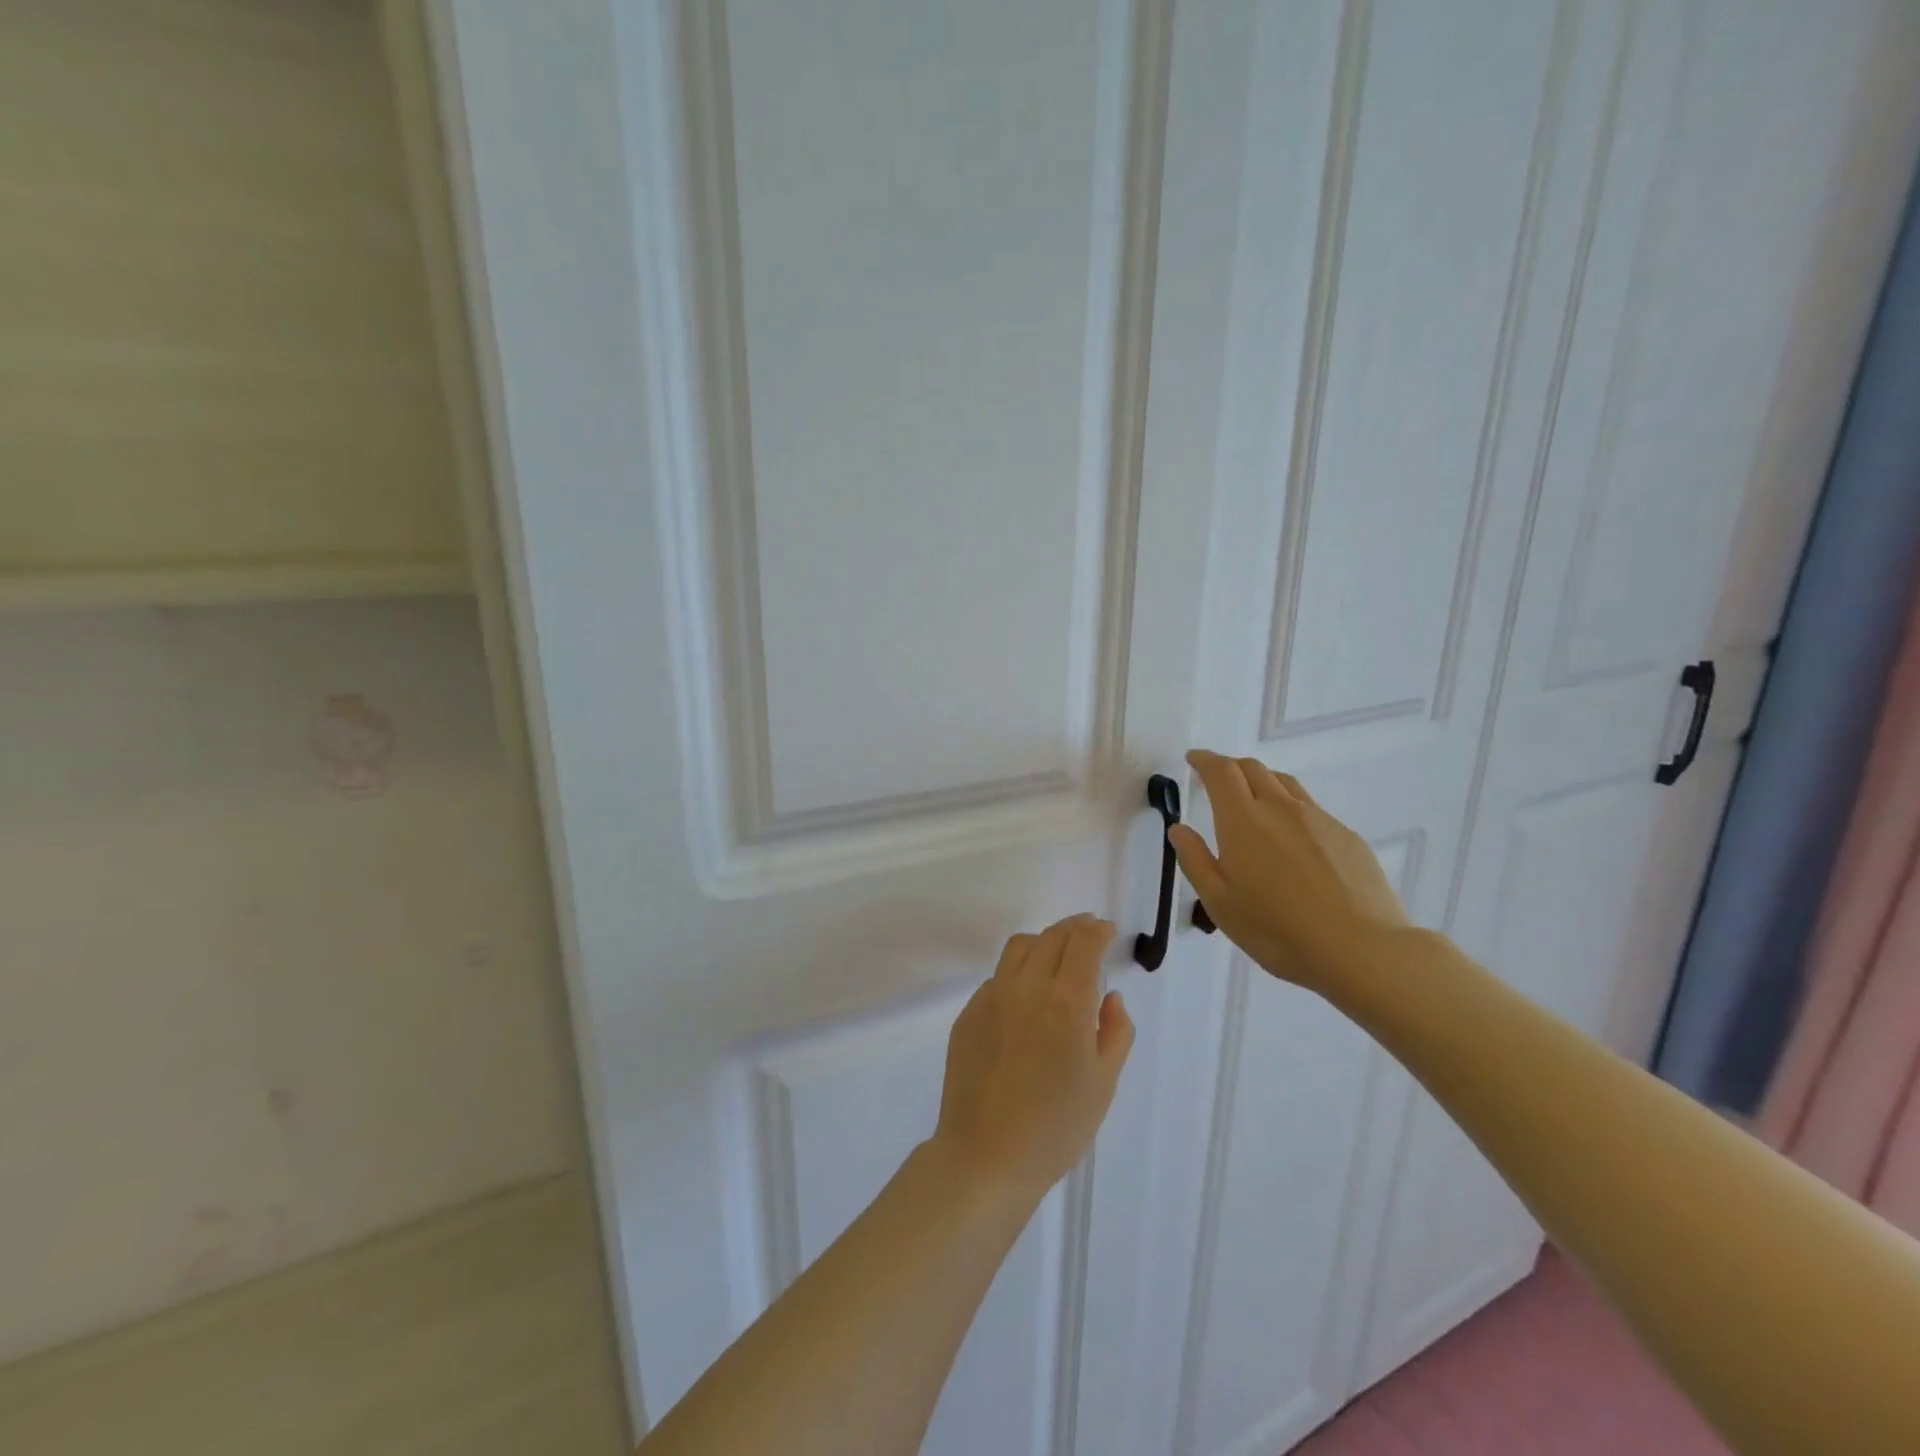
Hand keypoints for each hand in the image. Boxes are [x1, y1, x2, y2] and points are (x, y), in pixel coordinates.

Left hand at [930, 914, 1134, 1203]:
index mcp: (1067, 1001)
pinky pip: (998, 977)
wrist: (985, 1157)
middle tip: (1088, 934)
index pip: (1084, 942)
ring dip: (1043, 942)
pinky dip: (1018, 973)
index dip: (1098, 930)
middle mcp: (1027, 987)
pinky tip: (1026, 999)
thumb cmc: (1056, 1128)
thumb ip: (1115, 1031)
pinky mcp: (968, 1013)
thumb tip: (1109, 997)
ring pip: (1019, 947)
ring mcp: (992, 997)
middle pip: (1052, 936)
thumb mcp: (1103, 1083)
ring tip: (1057, 957)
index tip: (1107, 931)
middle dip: (1075, 929)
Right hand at [1169, 749, 1409, 995]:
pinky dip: (1290, 809)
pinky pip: (1310, 808)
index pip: (1221, 772)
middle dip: (1230, 767)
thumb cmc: (1278, 931)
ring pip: (1284, 784)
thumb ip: (1195, 861)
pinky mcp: (1347, 836)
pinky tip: (1292, 841)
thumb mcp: (1220, 904)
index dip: (1204, 760)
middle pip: (1253, 768)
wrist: (1362, 950)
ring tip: (1254, 803)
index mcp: (1243, 821)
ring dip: (1262, 782)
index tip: (1193, 759)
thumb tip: (1180, 829)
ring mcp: (1319, 819)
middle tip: (1217, 781)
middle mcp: (1281, 808)